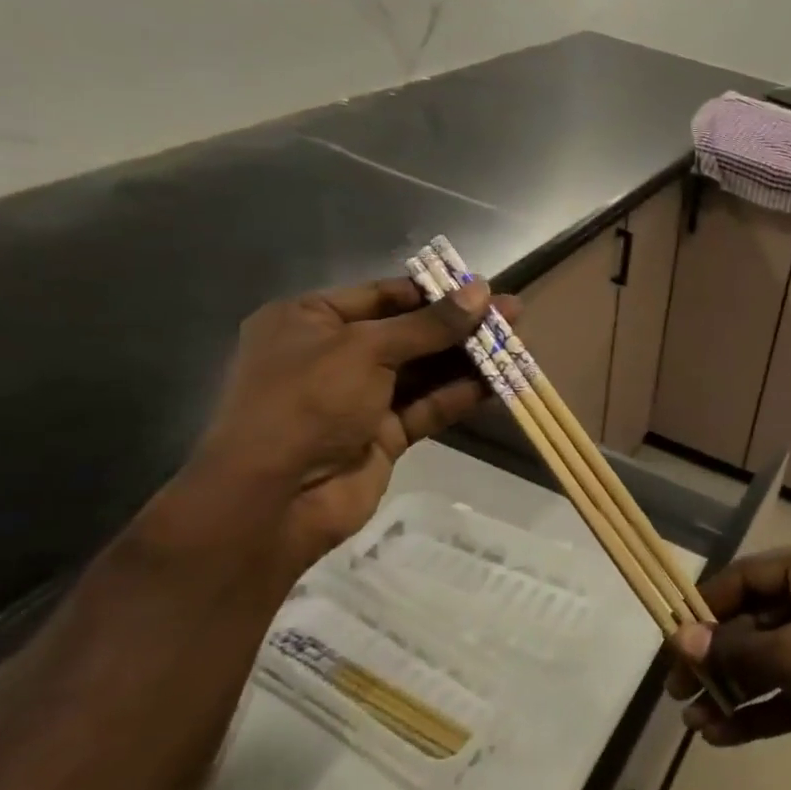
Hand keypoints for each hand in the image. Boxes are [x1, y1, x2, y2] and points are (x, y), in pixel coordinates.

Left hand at [182, 276, 513, 583]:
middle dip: (460, 325)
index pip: (384, 295)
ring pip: (424, 371)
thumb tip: (482, 291)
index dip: (435, 291)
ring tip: (518, 344)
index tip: (483, 289)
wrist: (272, 500)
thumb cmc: (307, 402)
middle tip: (513, 314)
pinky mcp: (383, 435)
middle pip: (410, 332)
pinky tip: (498, 383)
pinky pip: (427, 406)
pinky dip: (460, 395)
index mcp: (310, 320)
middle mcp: (334, 354)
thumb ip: (429, 324)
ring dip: (468, 359)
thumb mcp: (366, 349)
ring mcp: (359, 397)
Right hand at [666, 536, 790, 789]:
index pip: (748, 576)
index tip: (671, 643)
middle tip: (678, 691)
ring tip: (693, 723)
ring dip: (736, 688)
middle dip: (718, 657)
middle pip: (758, 618)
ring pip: (775, 657)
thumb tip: (682, 642)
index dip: (706, 608)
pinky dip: (764, 707)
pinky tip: (724, 736)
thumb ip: (737, 650)